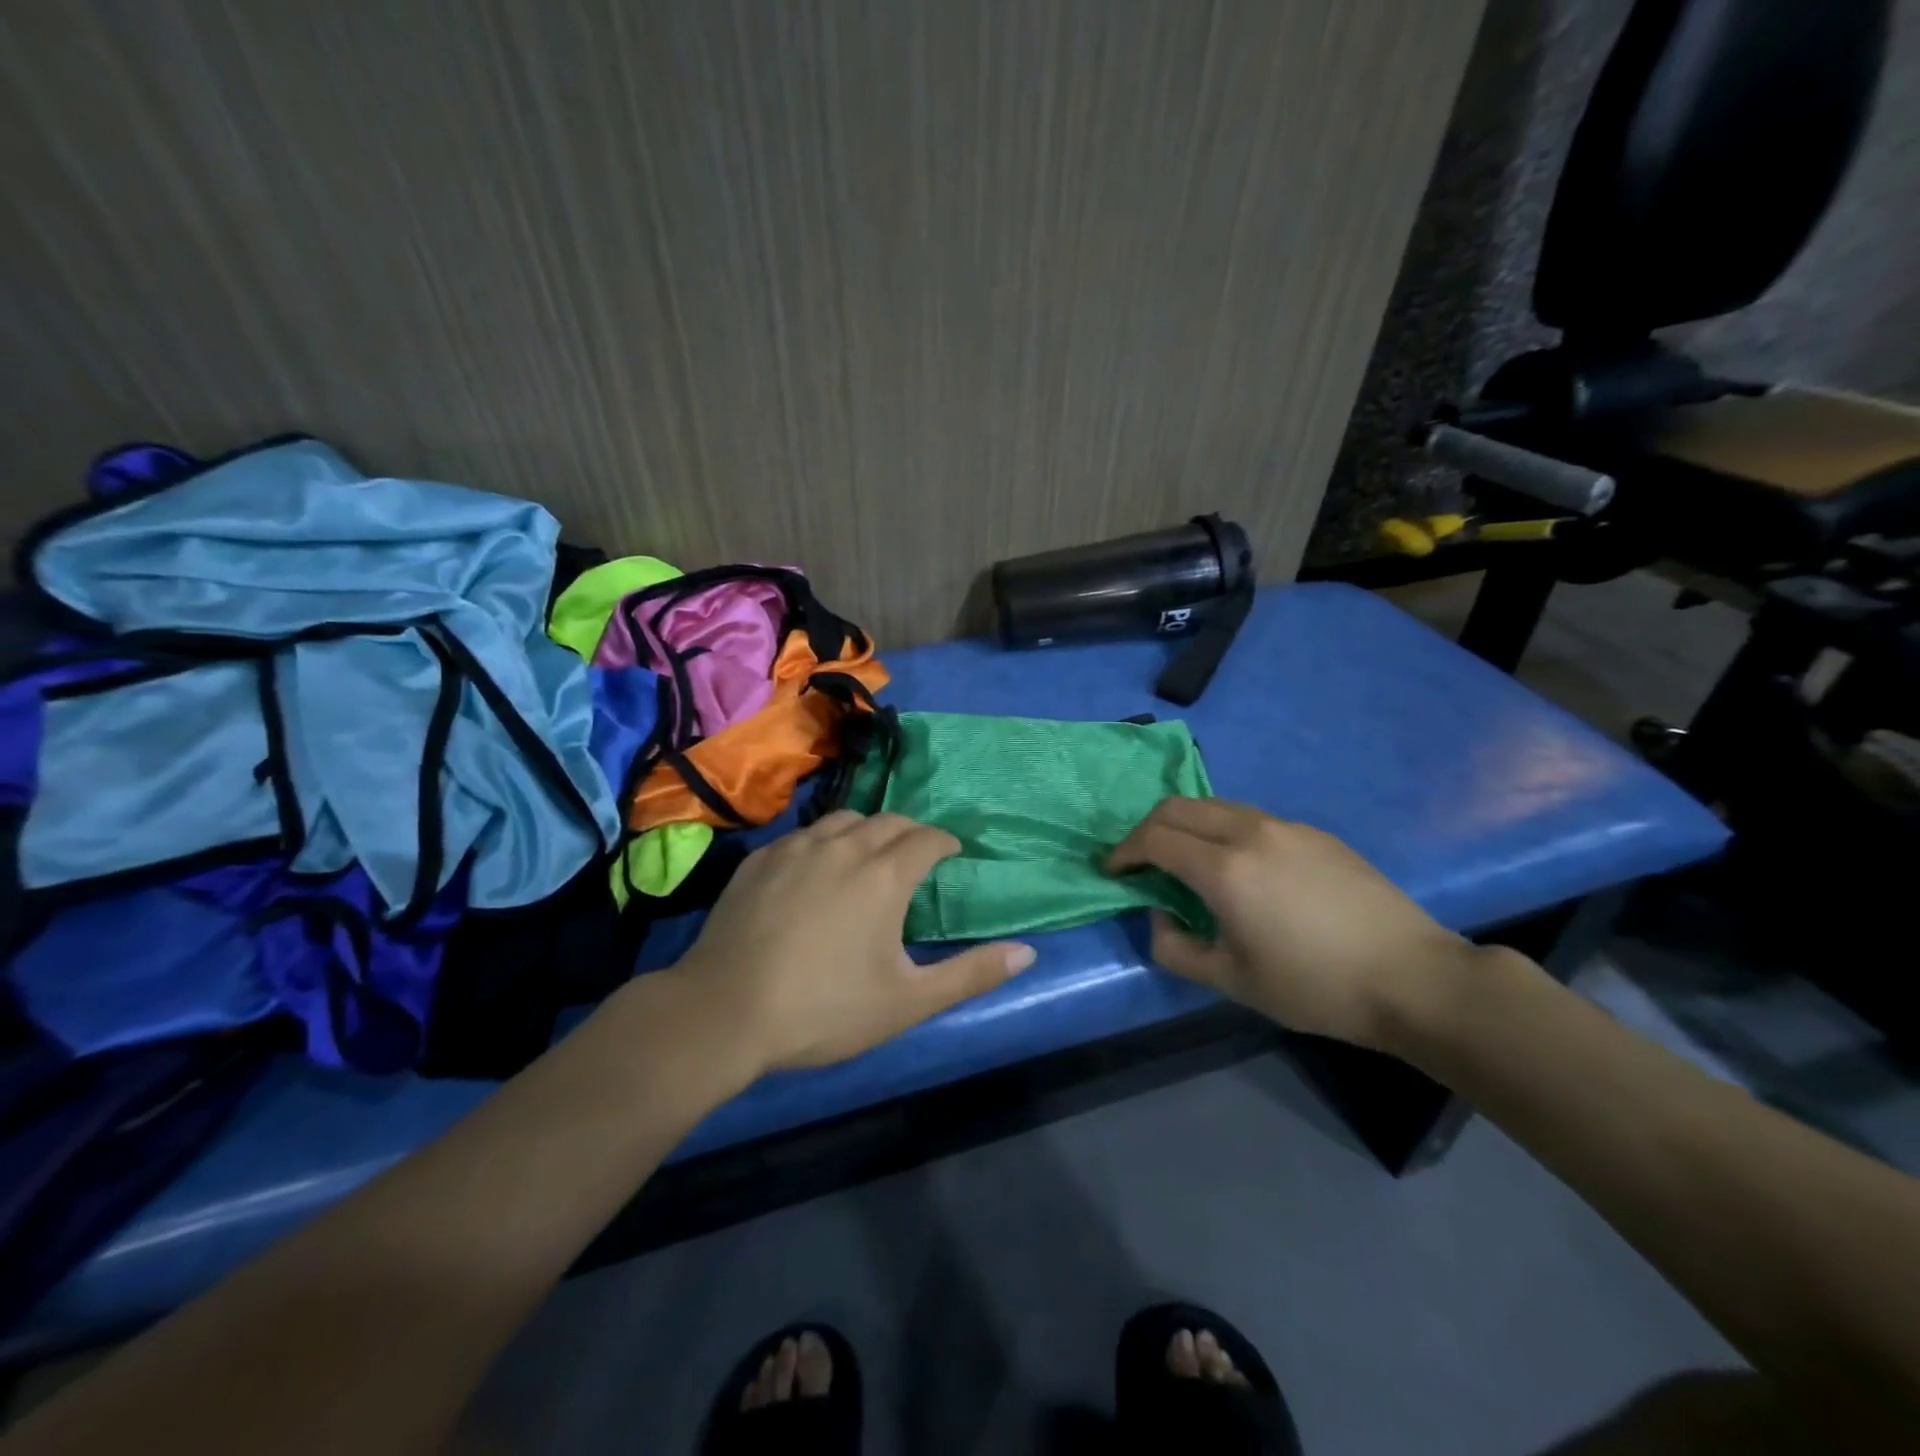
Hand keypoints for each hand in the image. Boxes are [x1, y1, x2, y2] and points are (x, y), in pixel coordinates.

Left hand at [668, 812, 1035, 1072]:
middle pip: (889, 821)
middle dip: (911, 832)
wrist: (724, 1012)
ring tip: (869, 855)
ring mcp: (796, 848)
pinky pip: (803, 834)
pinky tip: (816, 868)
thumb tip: (1027, 951)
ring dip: (867, 830)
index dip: (946, 842)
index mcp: (884, 874)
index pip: (927, 838)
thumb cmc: (824, 1009)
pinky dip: (824, 841)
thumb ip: (971, 973)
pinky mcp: (760, 859)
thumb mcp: (908, 1001)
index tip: (953, 853)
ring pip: (844, 819)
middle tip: (917, 855)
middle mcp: (844, 846)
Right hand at [1107, 798, 1477, 1050]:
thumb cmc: (1314, 986)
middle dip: (1147, 829)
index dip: (1124, 852)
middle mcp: (1249, 832)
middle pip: (1178, 807)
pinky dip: (1221, 830)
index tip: (1113, 872)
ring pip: (1215, 806)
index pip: (1154, 838)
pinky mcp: (1314, 833)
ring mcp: (1286, 826)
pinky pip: (1250, 817)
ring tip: (1183, 861)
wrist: (1413, 977)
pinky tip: (1237, 867)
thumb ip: (1176, 949)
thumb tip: (1160, 916)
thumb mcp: (1231, 981)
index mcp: (1224, 868)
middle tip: (1139, 861)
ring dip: (1185, 825)